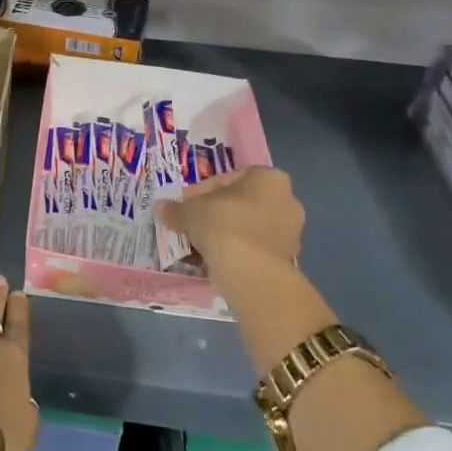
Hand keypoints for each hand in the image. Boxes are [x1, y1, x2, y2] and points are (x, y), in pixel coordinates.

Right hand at [154, 166, 303, 266]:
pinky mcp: (287, 259)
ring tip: (200, 245)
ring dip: (226, 234)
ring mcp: (291, 232)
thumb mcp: (190, 211)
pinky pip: (254, 249)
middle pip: (241, 203)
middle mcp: (287, 200)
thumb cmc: (223, 225)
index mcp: (269, 178)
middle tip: (193, 224)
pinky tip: (215, 260)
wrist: (250, 271)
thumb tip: (161, 207)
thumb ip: (176, 208)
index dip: (202, 192)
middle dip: (216, 213)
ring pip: (248, 227)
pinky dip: (236, 252)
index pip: (228, 179)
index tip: (186, 206)